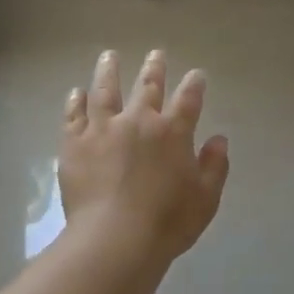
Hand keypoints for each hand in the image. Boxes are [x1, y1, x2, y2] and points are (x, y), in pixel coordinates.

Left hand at [59, 49, 230, 262]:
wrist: (114, 239)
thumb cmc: (166, 222)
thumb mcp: (205, 198)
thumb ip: (214, 166)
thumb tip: (219, 139)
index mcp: (173, 132)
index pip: (189, 99)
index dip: (195, 84)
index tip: (197, 74)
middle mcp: (138, 120)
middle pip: (148, 86)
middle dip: (155, 68)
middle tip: (156, 54)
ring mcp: (103, 128)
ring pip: (106, 90)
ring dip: (109, 70)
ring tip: (110, 56)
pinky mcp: (75, 143)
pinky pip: (74, 114)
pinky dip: (76, 101)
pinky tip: (77, 92)